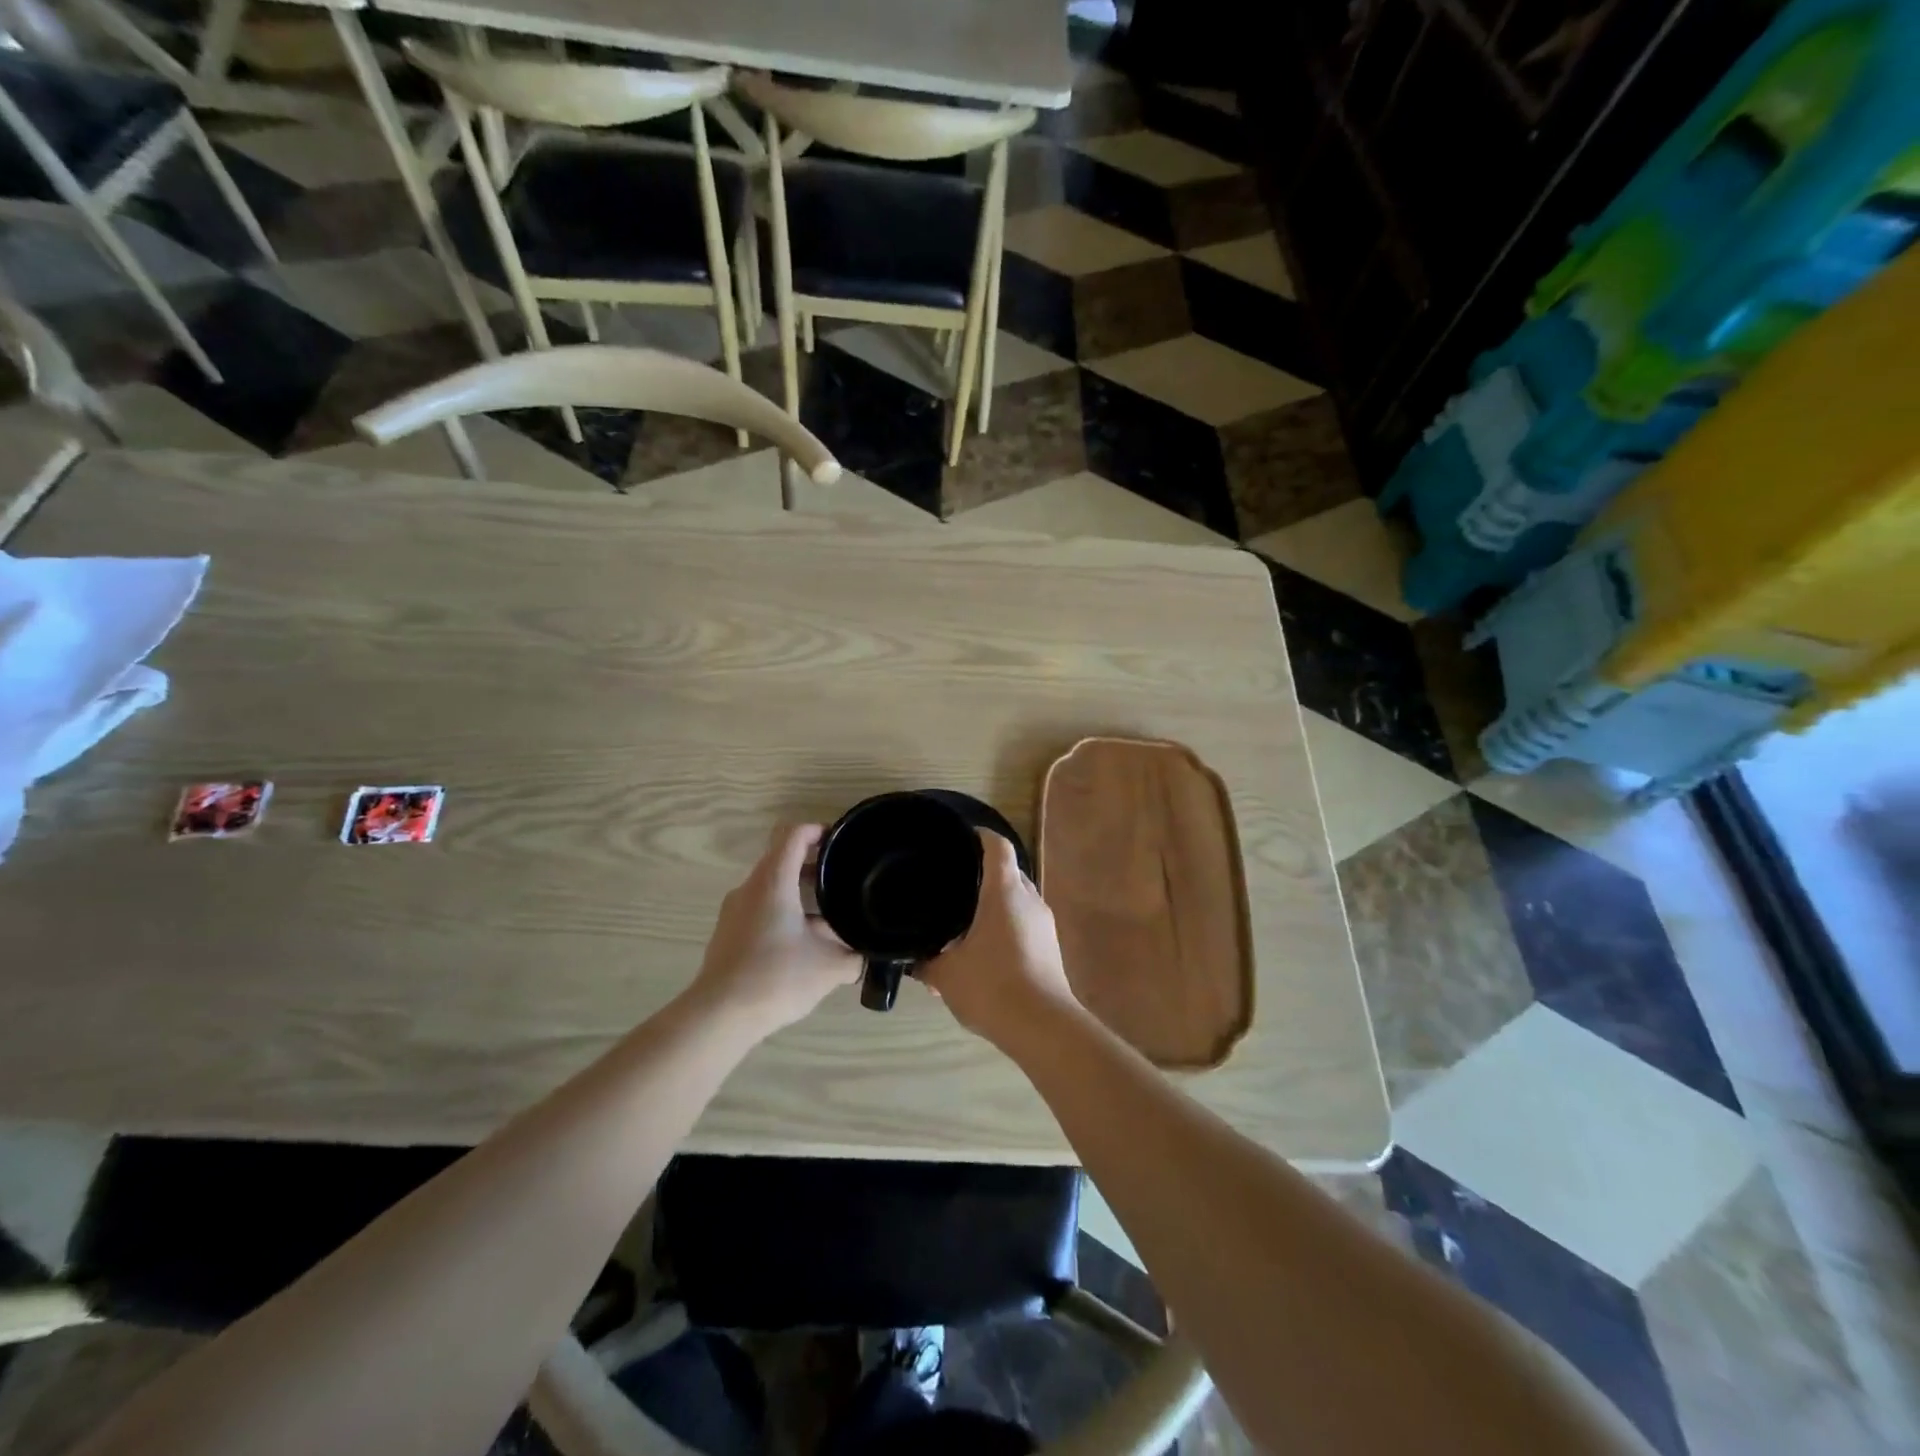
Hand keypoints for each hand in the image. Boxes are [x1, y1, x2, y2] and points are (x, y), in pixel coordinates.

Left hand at [689, 823, 859, 1039]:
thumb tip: (866, 954)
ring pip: (772, 887)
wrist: (719, 1016)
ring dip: (800, 893)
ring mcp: (734, 911)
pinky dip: (784, 913)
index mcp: (773, 882)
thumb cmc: (776, 978)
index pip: (793, 835)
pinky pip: (760, 909)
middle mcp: (750, 888)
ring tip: (828, 917)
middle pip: (782, 859)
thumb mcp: (829, 967)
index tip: (840, 841)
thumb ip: (855, 956)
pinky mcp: (728, 934)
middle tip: (843, 879)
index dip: (818, 830)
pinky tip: (803, 944)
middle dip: (814, 865)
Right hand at [921, 831, 1080, 1048]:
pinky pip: (1024, 924)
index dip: (979, 835)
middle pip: (1008, 872)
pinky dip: (1004, 926)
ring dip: (994, 904)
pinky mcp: (1050, 948)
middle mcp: (1029, 900)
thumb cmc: (991, 987)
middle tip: (952, 883)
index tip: (959, 836)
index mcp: (1005, 892)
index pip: (997, 846)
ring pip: (1017, 900)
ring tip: (964, 921)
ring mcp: (1044, 924)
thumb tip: (911, 957)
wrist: (1043, 1027)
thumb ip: (925, 961)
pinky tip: (982, 951)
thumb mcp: (946, 975)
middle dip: (983, 874)